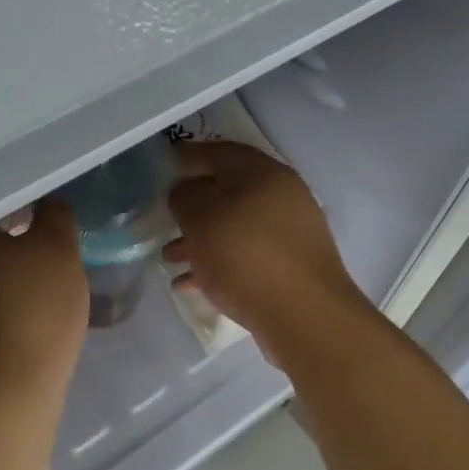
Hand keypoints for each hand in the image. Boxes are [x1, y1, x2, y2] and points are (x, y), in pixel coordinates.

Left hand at [0, 201, 87, 399]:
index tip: (47, 219)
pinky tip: (23, 322)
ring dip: (3, 279)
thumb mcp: (59, 251)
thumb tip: (48, 205)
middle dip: (12, 245)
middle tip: (48, 252)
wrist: (4, 397)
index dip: (22, 209)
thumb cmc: (34, 311)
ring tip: (39, 289)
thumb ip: (55, 217)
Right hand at [165, 142, 373, 368]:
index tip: (165, 163)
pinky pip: (245, 257)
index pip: (221, 152)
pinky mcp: (290, 268)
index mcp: (265, 174)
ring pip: (235, 227)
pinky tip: (189, 283)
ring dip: (201, 238)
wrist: (304, 317)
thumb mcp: (202, 219)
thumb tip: (185, 192)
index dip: (190, 155)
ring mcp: (290, 235)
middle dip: (193, 205)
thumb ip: (186, 198)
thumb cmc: (247, 256)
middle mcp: (283, 198)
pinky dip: (218, 264)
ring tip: (169, 257)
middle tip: (164, 215)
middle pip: (229, 192)